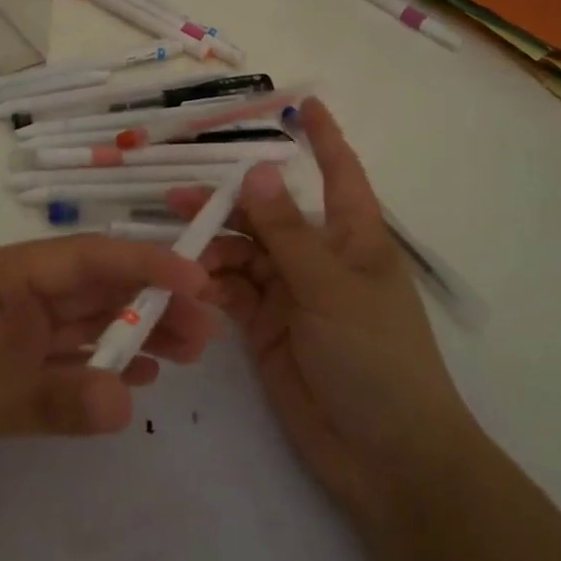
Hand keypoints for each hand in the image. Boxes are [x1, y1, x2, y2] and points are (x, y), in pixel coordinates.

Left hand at [0, 235, 218, 533]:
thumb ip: (56, 397)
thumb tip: (128, 403)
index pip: (85, 258)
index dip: (145, 263)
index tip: (200, 280)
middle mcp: (6, 298)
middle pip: (90, 292)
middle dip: (149, 303)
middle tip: (209, 331)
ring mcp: (2, 341)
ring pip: (80, 329)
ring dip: (131, 337)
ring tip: (186, 354)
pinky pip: (60, 367)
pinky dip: (96, 371)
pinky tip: (134, 380)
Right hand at [189, 98, 474, 522]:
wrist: (385, 457)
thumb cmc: (376, 358)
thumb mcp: (331, 288)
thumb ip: (287, 233)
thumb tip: (259, 171)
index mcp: (353, 238)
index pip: (338, 174)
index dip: (323, 138)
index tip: (302, 104)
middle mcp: (319, 258)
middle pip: (269, 215)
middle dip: (230, 202)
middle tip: (177, 197)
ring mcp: (291, 294)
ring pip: (243, 253)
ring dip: (211, 247)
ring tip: (174, 245)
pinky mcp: (266, 328)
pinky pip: (232, 293)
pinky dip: (210, 285)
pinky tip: (188, 283)